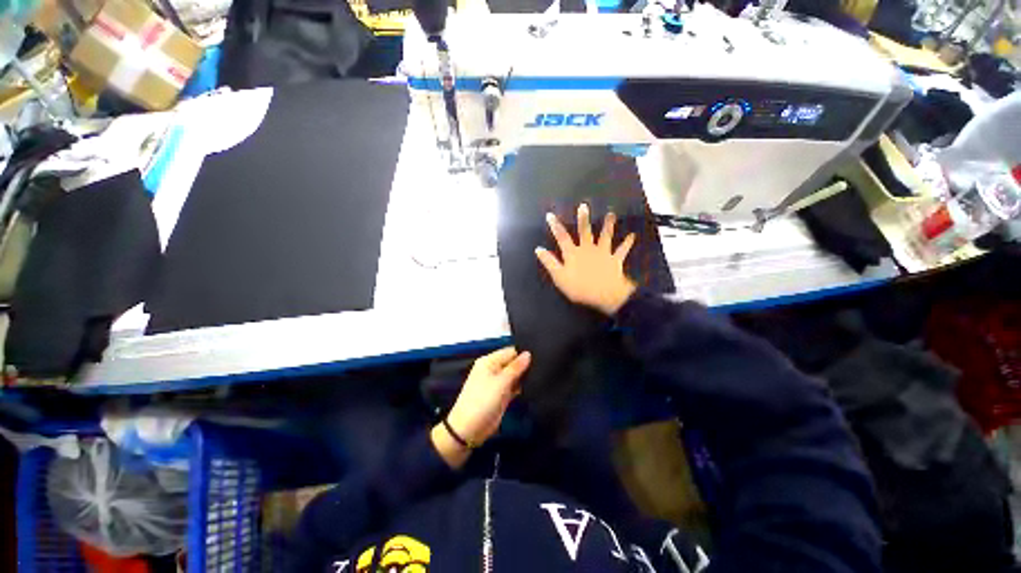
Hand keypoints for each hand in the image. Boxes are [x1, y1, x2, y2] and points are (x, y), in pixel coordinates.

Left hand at [433, 347, 530, 467]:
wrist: (469, 429)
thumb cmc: (483, 401)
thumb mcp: (501, 382)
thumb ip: (516, 368)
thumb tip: (528, 353)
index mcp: (489, 361)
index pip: (510, 352)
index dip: (523, 354)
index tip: (540, 356)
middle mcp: (493, 369)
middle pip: (513, 363)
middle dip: (525, 365)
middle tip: (543, 366)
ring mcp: (497, 383)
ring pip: (514, 375)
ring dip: (524, 377)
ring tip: (542, 375)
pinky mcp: (502, 395)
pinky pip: (514, 387)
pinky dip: (522, 387)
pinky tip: (535, 386)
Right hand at [535, 203, 636, 315]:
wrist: (605, 294)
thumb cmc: (580, 287)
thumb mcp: (560, 277)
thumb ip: (550, 262)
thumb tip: (538, 249)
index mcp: (573, 253)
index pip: (562, 237)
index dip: (555, 226)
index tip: (550, 215)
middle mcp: (588, 249)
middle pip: (585, 231)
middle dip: (583, 218)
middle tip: (584, 206)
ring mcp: (603, 252)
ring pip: (605, 236)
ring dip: (608, 225)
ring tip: (611, 214)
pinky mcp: (615, 259)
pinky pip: (622, 250)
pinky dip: (627, 243)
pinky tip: (632, 236)